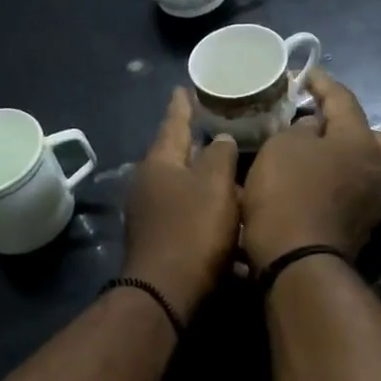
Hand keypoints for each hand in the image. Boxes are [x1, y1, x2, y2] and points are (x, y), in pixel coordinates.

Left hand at [121, 89, 241, 320]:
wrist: (166, 293)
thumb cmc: (193, 230)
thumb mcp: (215, 184)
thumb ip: (221, 155)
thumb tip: (220, 139)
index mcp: (159, 162)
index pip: (173, 123)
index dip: (181, 105)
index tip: (183, 87)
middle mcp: (148, 184)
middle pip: (176, 156)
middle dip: (197, 145)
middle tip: (217, 128)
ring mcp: (150, 214)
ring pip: (185, 188)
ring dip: (207, 183)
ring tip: (232, 176)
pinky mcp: (160, 240)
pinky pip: (188, 216)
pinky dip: (207, 213)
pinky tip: (227, 221)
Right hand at [242, 71, 380, 271]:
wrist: (299, 261)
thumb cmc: (288, 194)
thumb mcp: (281, 148)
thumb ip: (299, 129)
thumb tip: (312, 129)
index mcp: (360, 140)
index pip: (343, 99)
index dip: (322, 83)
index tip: (305, 74)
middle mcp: (378, 166)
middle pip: (367, 134)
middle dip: (345, 124)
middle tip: (317, 122)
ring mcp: (374, 198)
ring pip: (363, 163)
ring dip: (342, 154)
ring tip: (312, 153)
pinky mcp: (363, 224)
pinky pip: (354, 187)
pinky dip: (338, 178)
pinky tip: (314, 181)